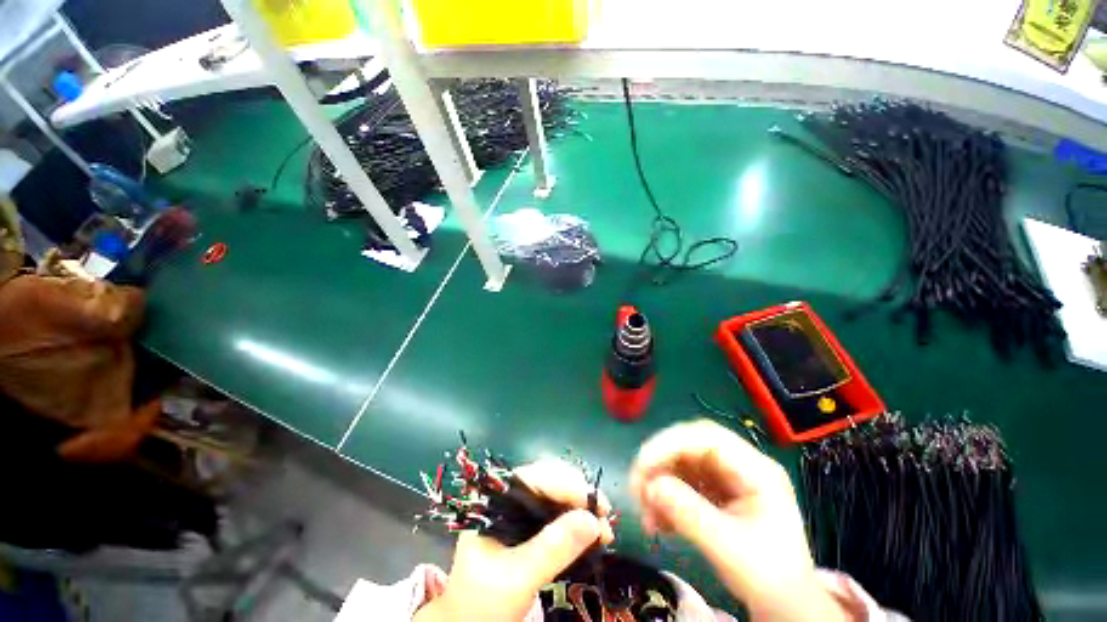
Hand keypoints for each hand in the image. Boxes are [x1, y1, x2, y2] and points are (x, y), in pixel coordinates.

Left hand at [415, 460, 613, 621]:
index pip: (535, 477)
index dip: (568, 485)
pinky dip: (576, 524)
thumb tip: (594, 520)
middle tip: (605, 517)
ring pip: (556, 497)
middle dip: (579, 497)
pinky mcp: (528, 528)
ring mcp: (518, 511)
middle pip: (549, 482)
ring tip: (605, 531)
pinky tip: (592, 536)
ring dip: (581, 511)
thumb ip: (552, 548)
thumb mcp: (517, 577)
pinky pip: (557, 516)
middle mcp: (507, 496)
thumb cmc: (482, 603)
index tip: (597, 504)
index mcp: (493, 498)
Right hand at [630, 420, 846, 621]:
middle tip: (637, 485)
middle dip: (659, 462)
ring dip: (658, 482)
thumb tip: (650, 487)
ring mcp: (725, 478)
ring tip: (645, 511)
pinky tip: (657, 521)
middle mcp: (739, 466)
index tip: (644, 465)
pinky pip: (681, 483)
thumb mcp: (730, 550)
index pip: (707, 438)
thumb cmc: (769, 580)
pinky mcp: (713, 492)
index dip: (670, 444)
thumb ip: (689, 515)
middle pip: (689, 445)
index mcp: (756, 470)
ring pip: (680, 463)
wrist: (785, 609)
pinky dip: (664, 498)